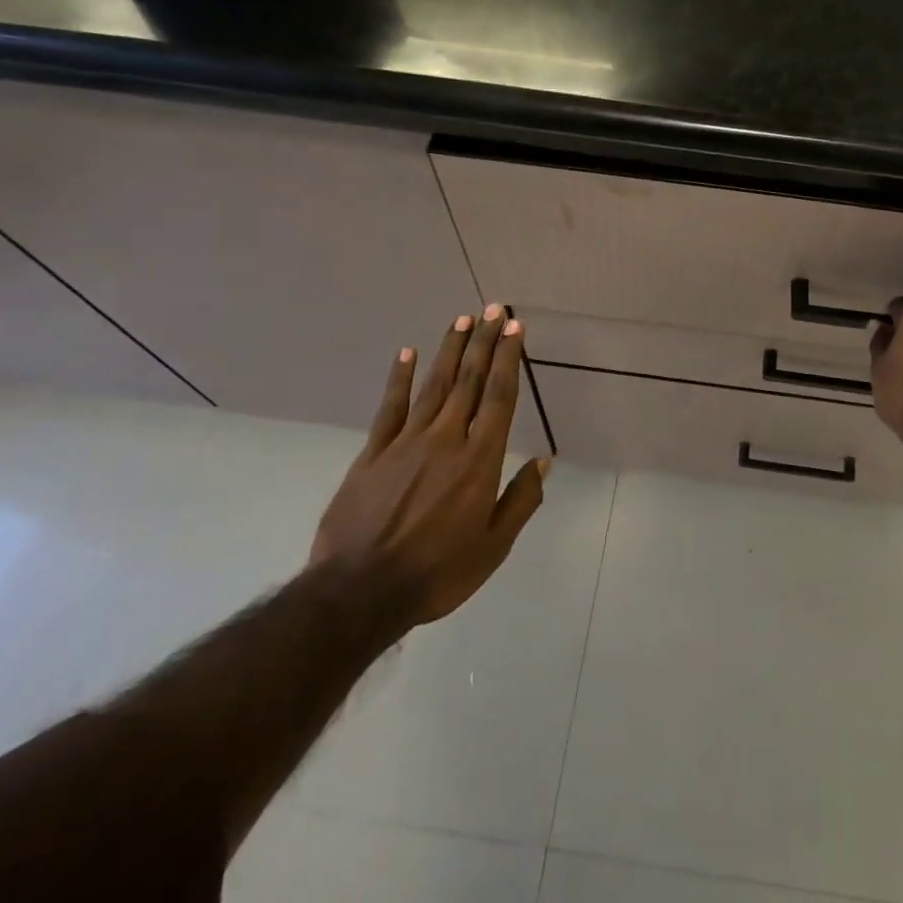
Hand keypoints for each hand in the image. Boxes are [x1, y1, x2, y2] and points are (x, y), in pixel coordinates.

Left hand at [310, 305, 549, 626]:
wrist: (359, 593)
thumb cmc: (436, 573)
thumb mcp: (493, 547)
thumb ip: (520, 500)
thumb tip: (544, 462)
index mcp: (479, 460)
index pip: (498, 396)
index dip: (508, 359)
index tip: (514, 328)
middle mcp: (446, 439)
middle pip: (468, 380)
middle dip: (483, 342)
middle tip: (491, 309)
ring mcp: (406, 442)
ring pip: (434, 385)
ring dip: (449, 350)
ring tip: (461, 320)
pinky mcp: (373, 453)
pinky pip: (391, 407)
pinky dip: (400, 378)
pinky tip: (407, 353)